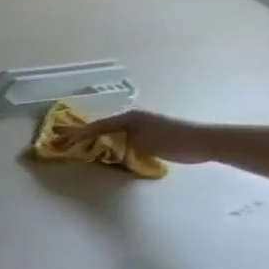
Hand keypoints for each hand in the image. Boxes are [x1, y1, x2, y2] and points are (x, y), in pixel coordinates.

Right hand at [51, 110, 218, 163]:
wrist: (207, 142)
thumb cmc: (172, 140)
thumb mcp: (139, 140)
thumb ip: (117, 141)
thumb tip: (97, 144)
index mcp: (128, 118)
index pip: (96, 126)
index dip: (78, 134)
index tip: (62, 142)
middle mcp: (133, 119)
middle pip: (103, 127)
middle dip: (85, 135)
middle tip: (68, 144)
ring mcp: (143, 126)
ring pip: (113, 133)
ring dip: (99, 139)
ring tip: (84, 148)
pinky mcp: (151, 135)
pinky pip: (124, 138)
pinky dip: (113, 143)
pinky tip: (108, 150)